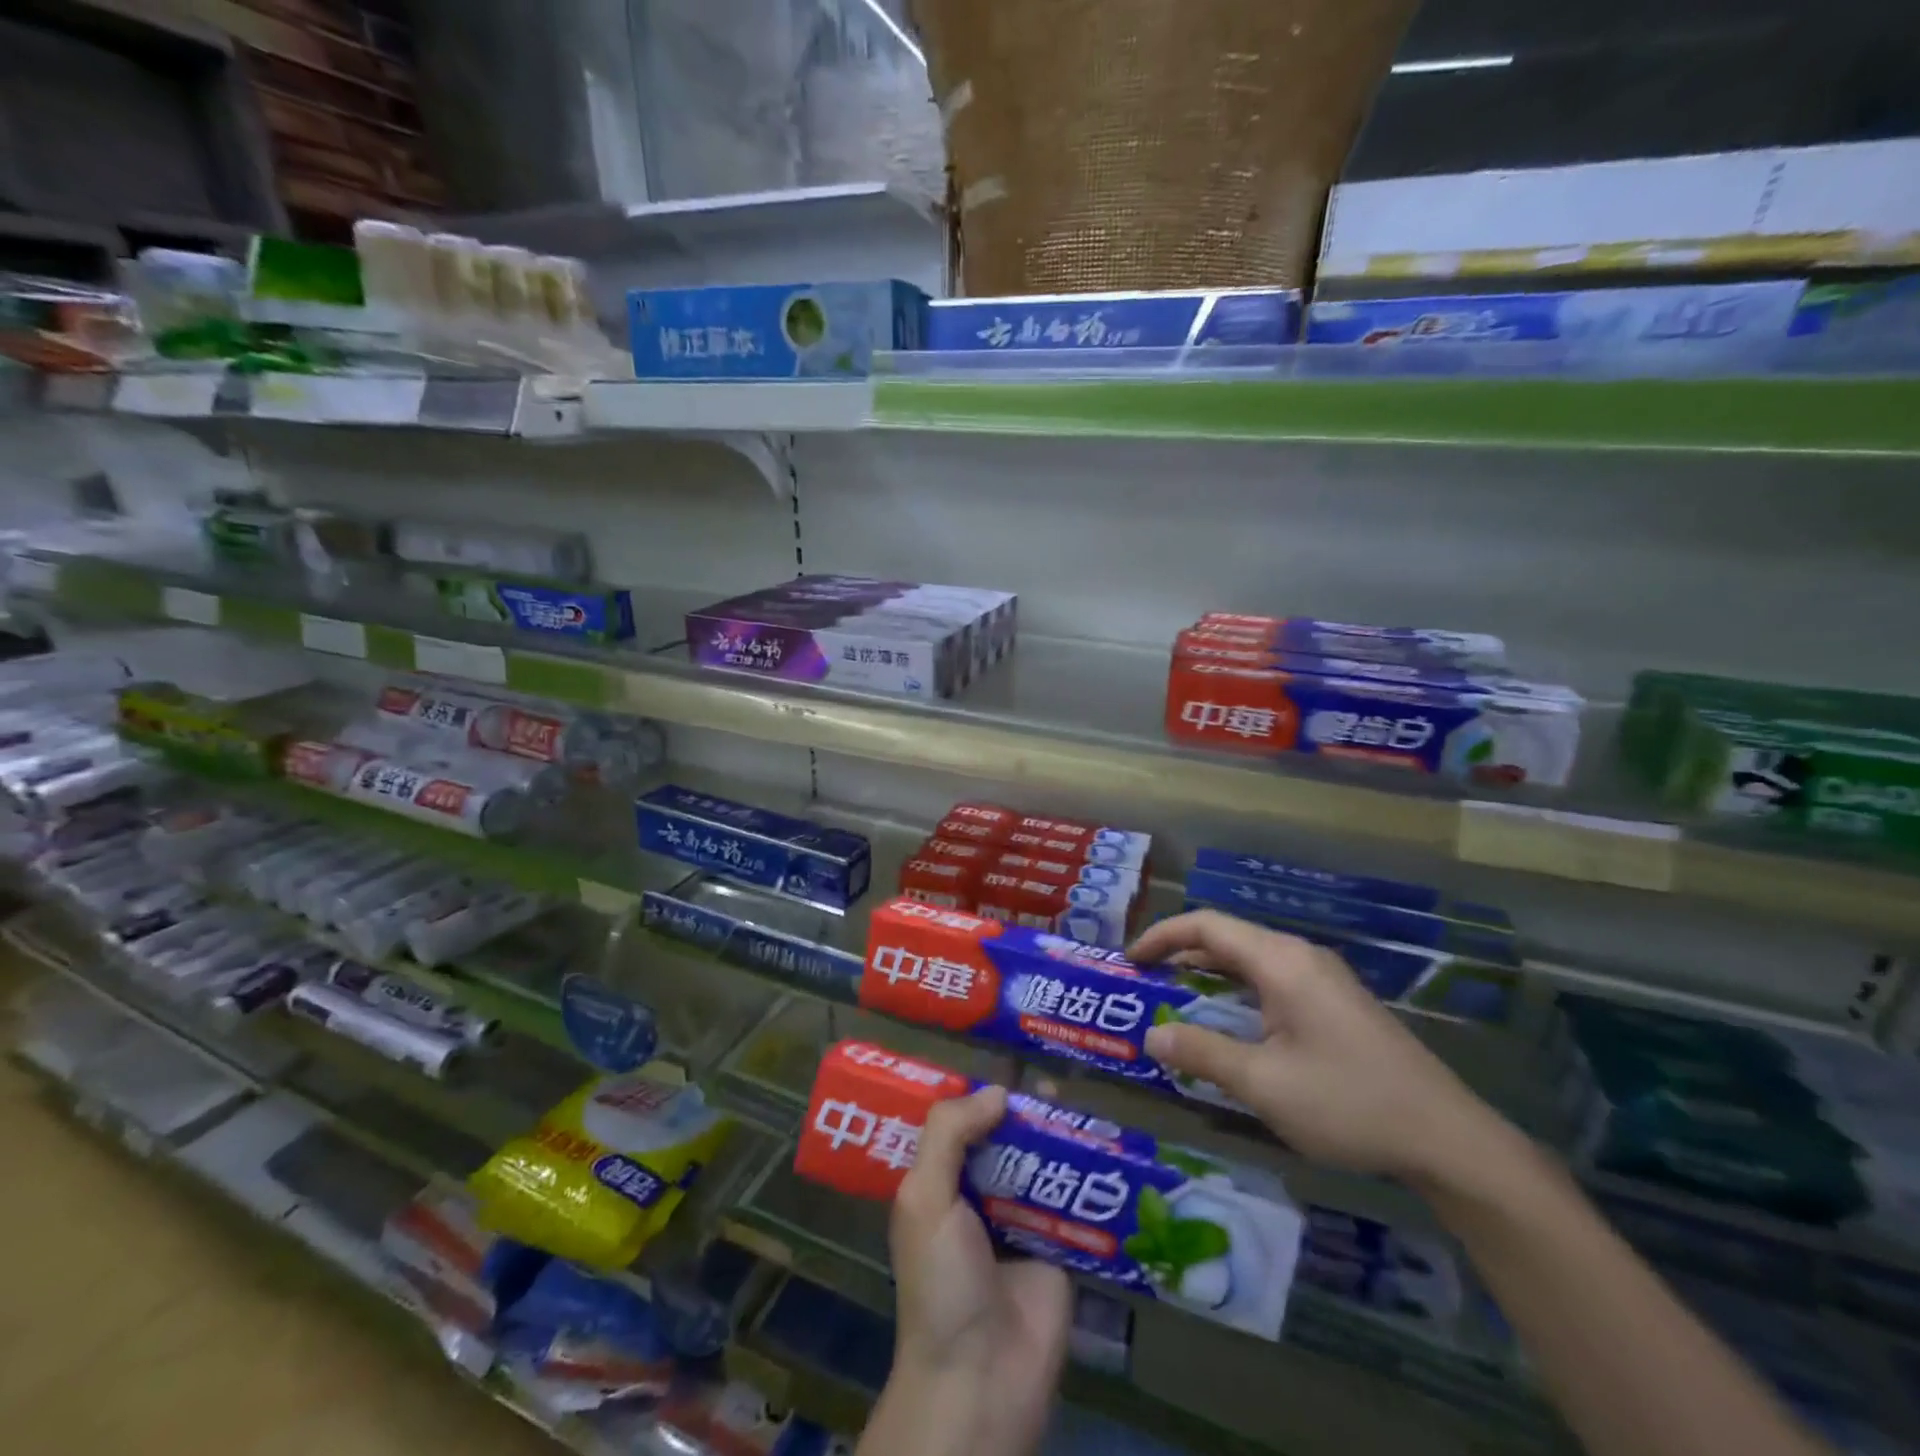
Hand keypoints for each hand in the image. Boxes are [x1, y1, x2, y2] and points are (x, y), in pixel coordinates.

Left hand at [867, 1086, 1070, 1455]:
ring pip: (1044, 1164)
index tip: (1009, 1060)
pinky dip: (1089, 1176)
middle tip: (1057, 1074)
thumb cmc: (942, 1282)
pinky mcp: (1061, 1249)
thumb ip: (949, 1135)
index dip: (981, 1094)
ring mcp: (1023, 1222)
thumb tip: (998, 1092)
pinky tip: (1111, 1146)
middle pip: (1007, 1139)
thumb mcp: (925, 1199)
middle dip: (1028, 1110)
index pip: (961, 1125)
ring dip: (1062, 1136)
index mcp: (941, 1184)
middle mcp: (981, 1196)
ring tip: (1087, 1100)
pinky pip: (1075, 1202)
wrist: (982, 1378)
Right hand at [1132, 911, 1509, 1189]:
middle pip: (1228, 937)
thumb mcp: (1264, 1083)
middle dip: (1181, 953)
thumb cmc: (1348, 1103)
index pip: (1207, 926)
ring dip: (1209, 972)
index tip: (1131, 960)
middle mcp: (1301, 957)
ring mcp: (1323, 978)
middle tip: (1145, 981)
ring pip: (1251, 959)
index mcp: (1281, 961)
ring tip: (1175, 997)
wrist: (1449, 1140)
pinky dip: (1237, 989)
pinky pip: (1272, 979)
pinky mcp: (1336, 1003)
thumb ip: (1203, 1054)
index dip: (1163, 935)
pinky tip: (1230, 1021)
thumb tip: (1153, 1036)